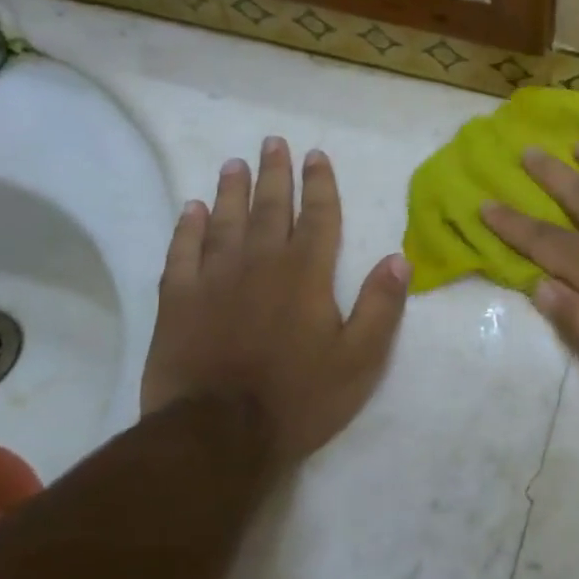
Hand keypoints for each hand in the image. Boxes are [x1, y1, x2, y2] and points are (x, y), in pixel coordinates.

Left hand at [141, 138, 409, 465]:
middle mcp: (261, 264)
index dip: (320, 184)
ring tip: (234, 164)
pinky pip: (182, 253)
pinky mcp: (178, 301)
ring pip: (224, 222)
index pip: (318, 216)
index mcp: (306, 274)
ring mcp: (214, 280)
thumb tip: (399, 257)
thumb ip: (381, 306)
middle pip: (270, 208)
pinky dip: (186, 228)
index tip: (316, 155)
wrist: (217, 436)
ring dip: (232, 191)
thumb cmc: (298, 398)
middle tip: (273, 142)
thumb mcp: (360, 359)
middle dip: (275, 174)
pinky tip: (190, 210)